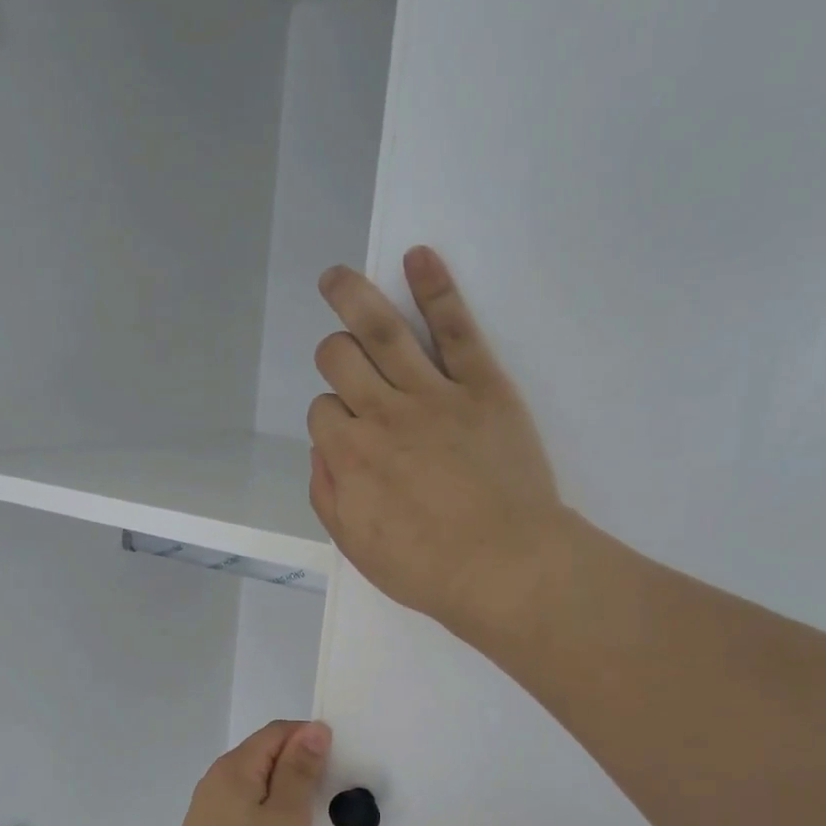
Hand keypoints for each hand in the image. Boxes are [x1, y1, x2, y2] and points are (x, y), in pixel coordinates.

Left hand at [157, 719, 330, 825]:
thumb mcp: (287, 816)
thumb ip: (299, 770)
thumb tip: (313, 729)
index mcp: (234, 767)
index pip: (276, 732)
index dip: (310, 739)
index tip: (340, 765)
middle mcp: (216, 781)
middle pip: (265, 756)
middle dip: (300, 767)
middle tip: (334, 794)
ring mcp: (210, 811)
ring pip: (257, 786)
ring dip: (287, 795)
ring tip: (316, 820)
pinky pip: (247, 812)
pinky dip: (271, 817)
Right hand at [309, 247, 568, 637]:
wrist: (504, 566)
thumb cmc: (427, 568)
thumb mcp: (357, 548)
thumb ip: (328, 496)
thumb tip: (322, 453)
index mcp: (349, 456)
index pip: (321, 412)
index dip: (329, 419)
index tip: (347, 435)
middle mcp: (381, 414)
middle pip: (339, 359)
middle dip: (333, 355)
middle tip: (343, 362)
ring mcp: (432, 393)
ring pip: (381, 329)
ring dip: (352, 294)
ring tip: (337, 277)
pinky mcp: (482, 385)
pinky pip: (455, 327)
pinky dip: (436, 288)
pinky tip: (418, 257)